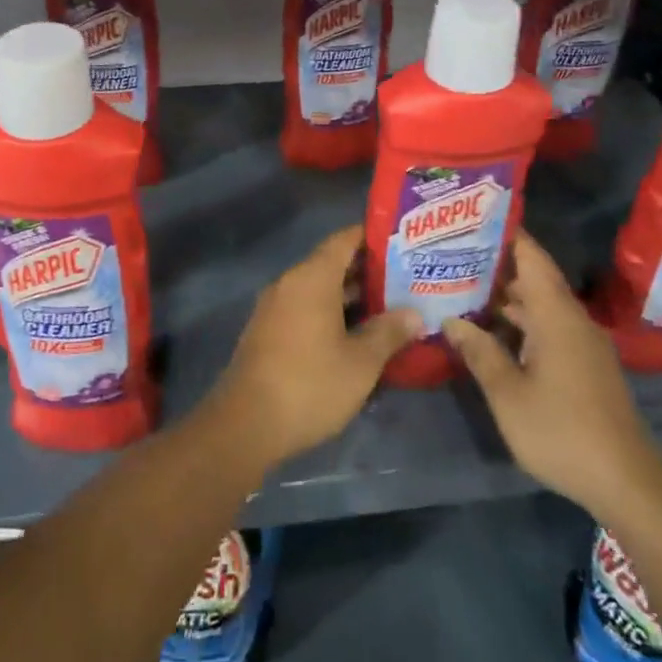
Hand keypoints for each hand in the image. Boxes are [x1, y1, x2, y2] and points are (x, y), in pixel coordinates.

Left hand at [204, 226, 421, 472]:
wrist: (246, 423)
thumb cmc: (310, 384)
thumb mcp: (361, 362)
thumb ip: (389, 332)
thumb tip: (414, 314)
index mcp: (312, 277)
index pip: (345, 240)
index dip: (373, 237)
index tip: (403, 241)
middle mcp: (290, 282)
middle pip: (332, 264)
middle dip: (368, 271)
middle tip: (407, 279)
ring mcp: (275, 307)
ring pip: (319, 289)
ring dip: (351, 297)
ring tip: (390, 307)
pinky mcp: (268, 331)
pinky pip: (305, 309)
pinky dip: (331, 313)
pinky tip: (356, 335)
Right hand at [443, 230, 661, 517]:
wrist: (627, 483)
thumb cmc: (562, 430)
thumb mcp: (508, 393)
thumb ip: (479, 351)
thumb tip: (451, 319)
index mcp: (556, 314)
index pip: (531, 256)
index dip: (505, 233)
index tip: (472, 217)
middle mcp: (572, 319)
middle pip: (533, 277)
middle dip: (496, 264)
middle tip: (454, 253)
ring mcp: (583, 343)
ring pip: (540, 304)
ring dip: (507, 296)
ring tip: (464, 286)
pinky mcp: (586, 365)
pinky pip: (549, 326)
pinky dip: (521, 319)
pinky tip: (494, 330)